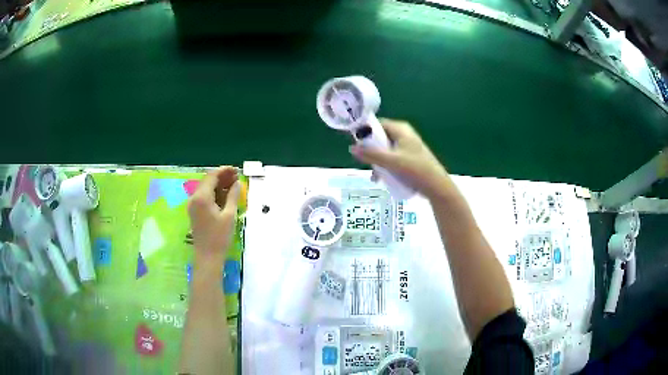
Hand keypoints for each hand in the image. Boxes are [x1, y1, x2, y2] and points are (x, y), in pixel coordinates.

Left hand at [187, 166, 240, 264]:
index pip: (212, 176)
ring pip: (205, 188)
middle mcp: (194, 198)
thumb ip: (233, 196)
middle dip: (222, 177)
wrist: (207, 256)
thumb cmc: (219, 237)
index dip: (224, 171)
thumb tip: (237, 183)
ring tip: (233, 185)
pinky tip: (224, 195)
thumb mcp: (229, 215)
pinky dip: (214, 193)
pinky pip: (203, 196)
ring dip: (218, 184)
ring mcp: (193, 205)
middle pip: (207, 180)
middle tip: (236, 177)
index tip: (236, 170)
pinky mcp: (194, 211)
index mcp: (202, 197)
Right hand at [350, 119, 449, 199]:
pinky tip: (382, 179)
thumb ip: (371, 155)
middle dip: (371, 151)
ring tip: (375, 175)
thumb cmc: (415, 169)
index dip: (366, 132)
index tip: (356, 144)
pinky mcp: (408, 158)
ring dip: (378, 161)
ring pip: (385, 150)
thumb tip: (351, 148)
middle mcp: (403, 134)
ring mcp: (406, 146)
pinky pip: (392, 158)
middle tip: (366, 163)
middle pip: (380, 137)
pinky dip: (386, 166)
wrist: (436, 186)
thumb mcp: (391, 162)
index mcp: (400, 129)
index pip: (378, 124)